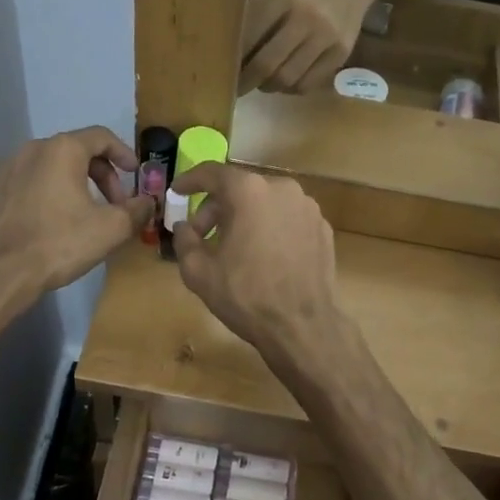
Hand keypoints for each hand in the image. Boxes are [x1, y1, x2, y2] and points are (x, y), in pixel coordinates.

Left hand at [0, 127, 151, 297]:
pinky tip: (56, 220)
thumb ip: (136, 210)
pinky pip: (32, 180)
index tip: (135, 174)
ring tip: (87, 213)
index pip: (101, 136)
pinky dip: (52, 191)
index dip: (124, 153)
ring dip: (77, 183)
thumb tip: (148, 202)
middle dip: (103, 175)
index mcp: (63, 149)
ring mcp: (8, 167)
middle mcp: (33, 148)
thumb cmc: (59, 243)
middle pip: (77, 151)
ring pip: (53, 166)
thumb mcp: (111, 228)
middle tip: (116, 204)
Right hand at [170, 162, 342, 359]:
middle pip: (240, 189)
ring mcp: (307, 207)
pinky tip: (264, 257)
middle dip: (216, 209)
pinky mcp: (323, 227)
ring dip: (245, 218)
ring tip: (234, 248)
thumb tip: (184, 227)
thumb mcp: (199, 272)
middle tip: (202, 236)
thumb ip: (185, 241)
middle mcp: (282, 188)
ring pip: (266, 202)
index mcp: (249, 192)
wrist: (303, 325)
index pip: (212, 173)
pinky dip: (271, 228)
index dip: (190, 180)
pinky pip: (287, 219)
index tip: (177, 191)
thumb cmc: (246, 296)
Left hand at [239, 0, 381, 94]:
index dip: (234, 57)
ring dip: (269, 86)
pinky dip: (291, 88)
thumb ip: (257, 16)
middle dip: (247, 81)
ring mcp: (326, 37)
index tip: (223, 70)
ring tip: (263, 83)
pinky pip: (308, 84)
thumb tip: (229, 51)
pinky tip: (285, 82)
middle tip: (238, 87)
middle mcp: (306, 17)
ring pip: (287, 78)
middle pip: (267, 63)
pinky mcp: (340, 53)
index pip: (250, 34)